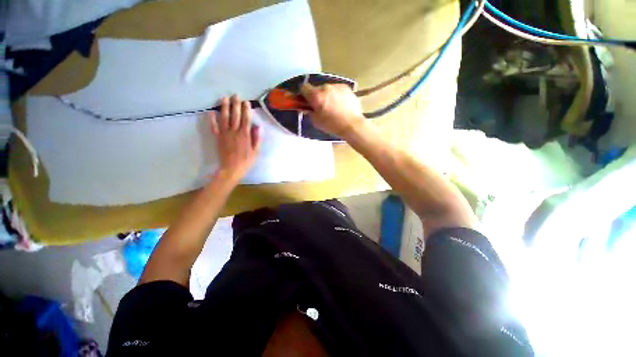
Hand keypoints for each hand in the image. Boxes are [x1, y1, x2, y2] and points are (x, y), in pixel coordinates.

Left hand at [208, 95, 260, 181]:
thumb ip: (257, 138)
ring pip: (224, 118)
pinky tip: (210, 112)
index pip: (246, 119)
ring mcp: (225, 134)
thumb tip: (258, 126)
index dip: (246, 110)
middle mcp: (234, 132)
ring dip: (224, 107)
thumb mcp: (256, 151)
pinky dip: (211, 119)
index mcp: (245, 135)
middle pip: (235, 116)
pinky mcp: (218, 137)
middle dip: (235, 105)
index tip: (246, 102)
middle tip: (235, 95)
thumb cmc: (246, 160)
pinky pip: (213, 126)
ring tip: (224, 98)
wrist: (231, 168)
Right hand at [300, 83, 365, 137]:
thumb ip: (310, 112)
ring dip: (328, 95)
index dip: (304, 94)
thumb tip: (309, 108)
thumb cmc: (332, 125)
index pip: (304, 87)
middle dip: (318, 96)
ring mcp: (337, 86)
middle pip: (317, 89)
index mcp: (316, 96)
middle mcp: (325, 87)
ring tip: (334, 107)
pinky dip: (337, 95)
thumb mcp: (316, 122)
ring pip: (328, 89)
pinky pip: (337, 90)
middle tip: (322, 107)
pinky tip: (341, 105)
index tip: (307, 101)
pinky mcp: (346, 88)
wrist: (352, 125)